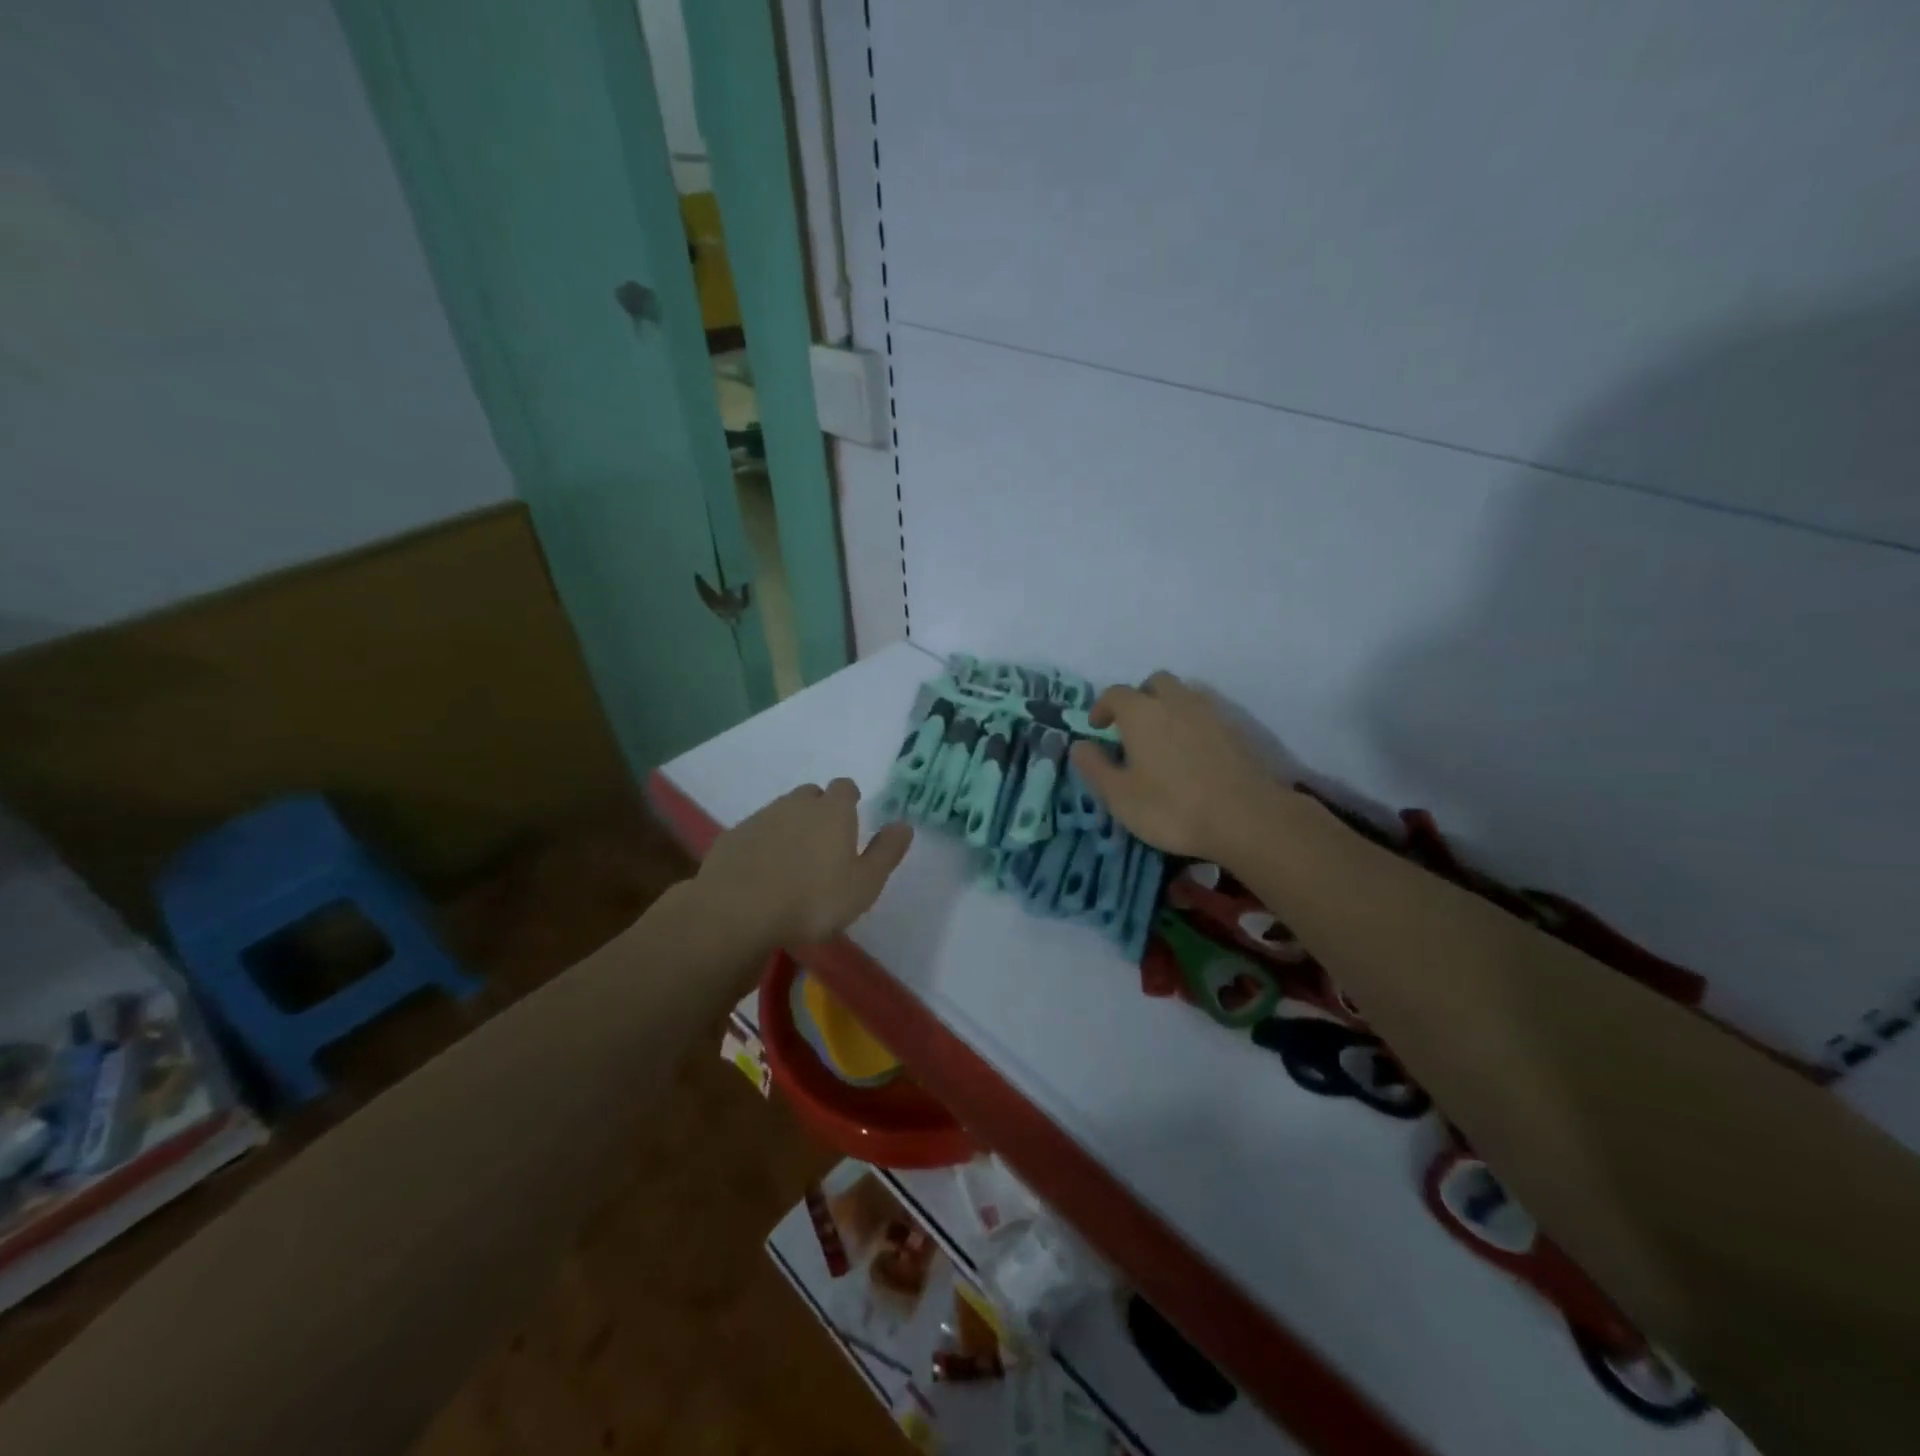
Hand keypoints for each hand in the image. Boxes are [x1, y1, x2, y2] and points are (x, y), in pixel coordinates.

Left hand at [695, 779, 912, 950]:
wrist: (737, 911)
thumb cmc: (813, 900)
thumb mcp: (864, 884)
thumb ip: (886, 852)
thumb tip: (904, 825)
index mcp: (833, 811)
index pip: (845, 787)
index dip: (849, 799)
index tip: (852, 816)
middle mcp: (796, 805)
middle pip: (811, 795)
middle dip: (818, 809)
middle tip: (823, 842)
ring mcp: (760, 818)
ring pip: (781, 812)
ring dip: (789, 827)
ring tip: (793, 861)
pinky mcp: (732, 837)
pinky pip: (754, 833)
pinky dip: (762, 845)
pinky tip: (762, 872)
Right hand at [1069, 672, 1286, 864]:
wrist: (1247, 818)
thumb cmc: (1172, 807)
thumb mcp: (1119, 795)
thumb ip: (1094, 767)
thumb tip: (1080, 745)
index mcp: (1142, 713)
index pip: (1115, 694)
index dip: (1103, 707)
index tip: (1098, 727)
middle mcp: (1176, 701)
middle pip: (1155, 683)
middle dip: (1140, 698)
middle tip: (1132, 728)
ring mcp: (1211, 712)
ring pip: (1184, 694)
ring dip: (1169, 707)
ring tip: (1163, 739)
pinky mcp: (1237, 729)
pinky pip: (1207, 714)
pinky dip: (1193, 723)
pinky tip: (1193, 753)